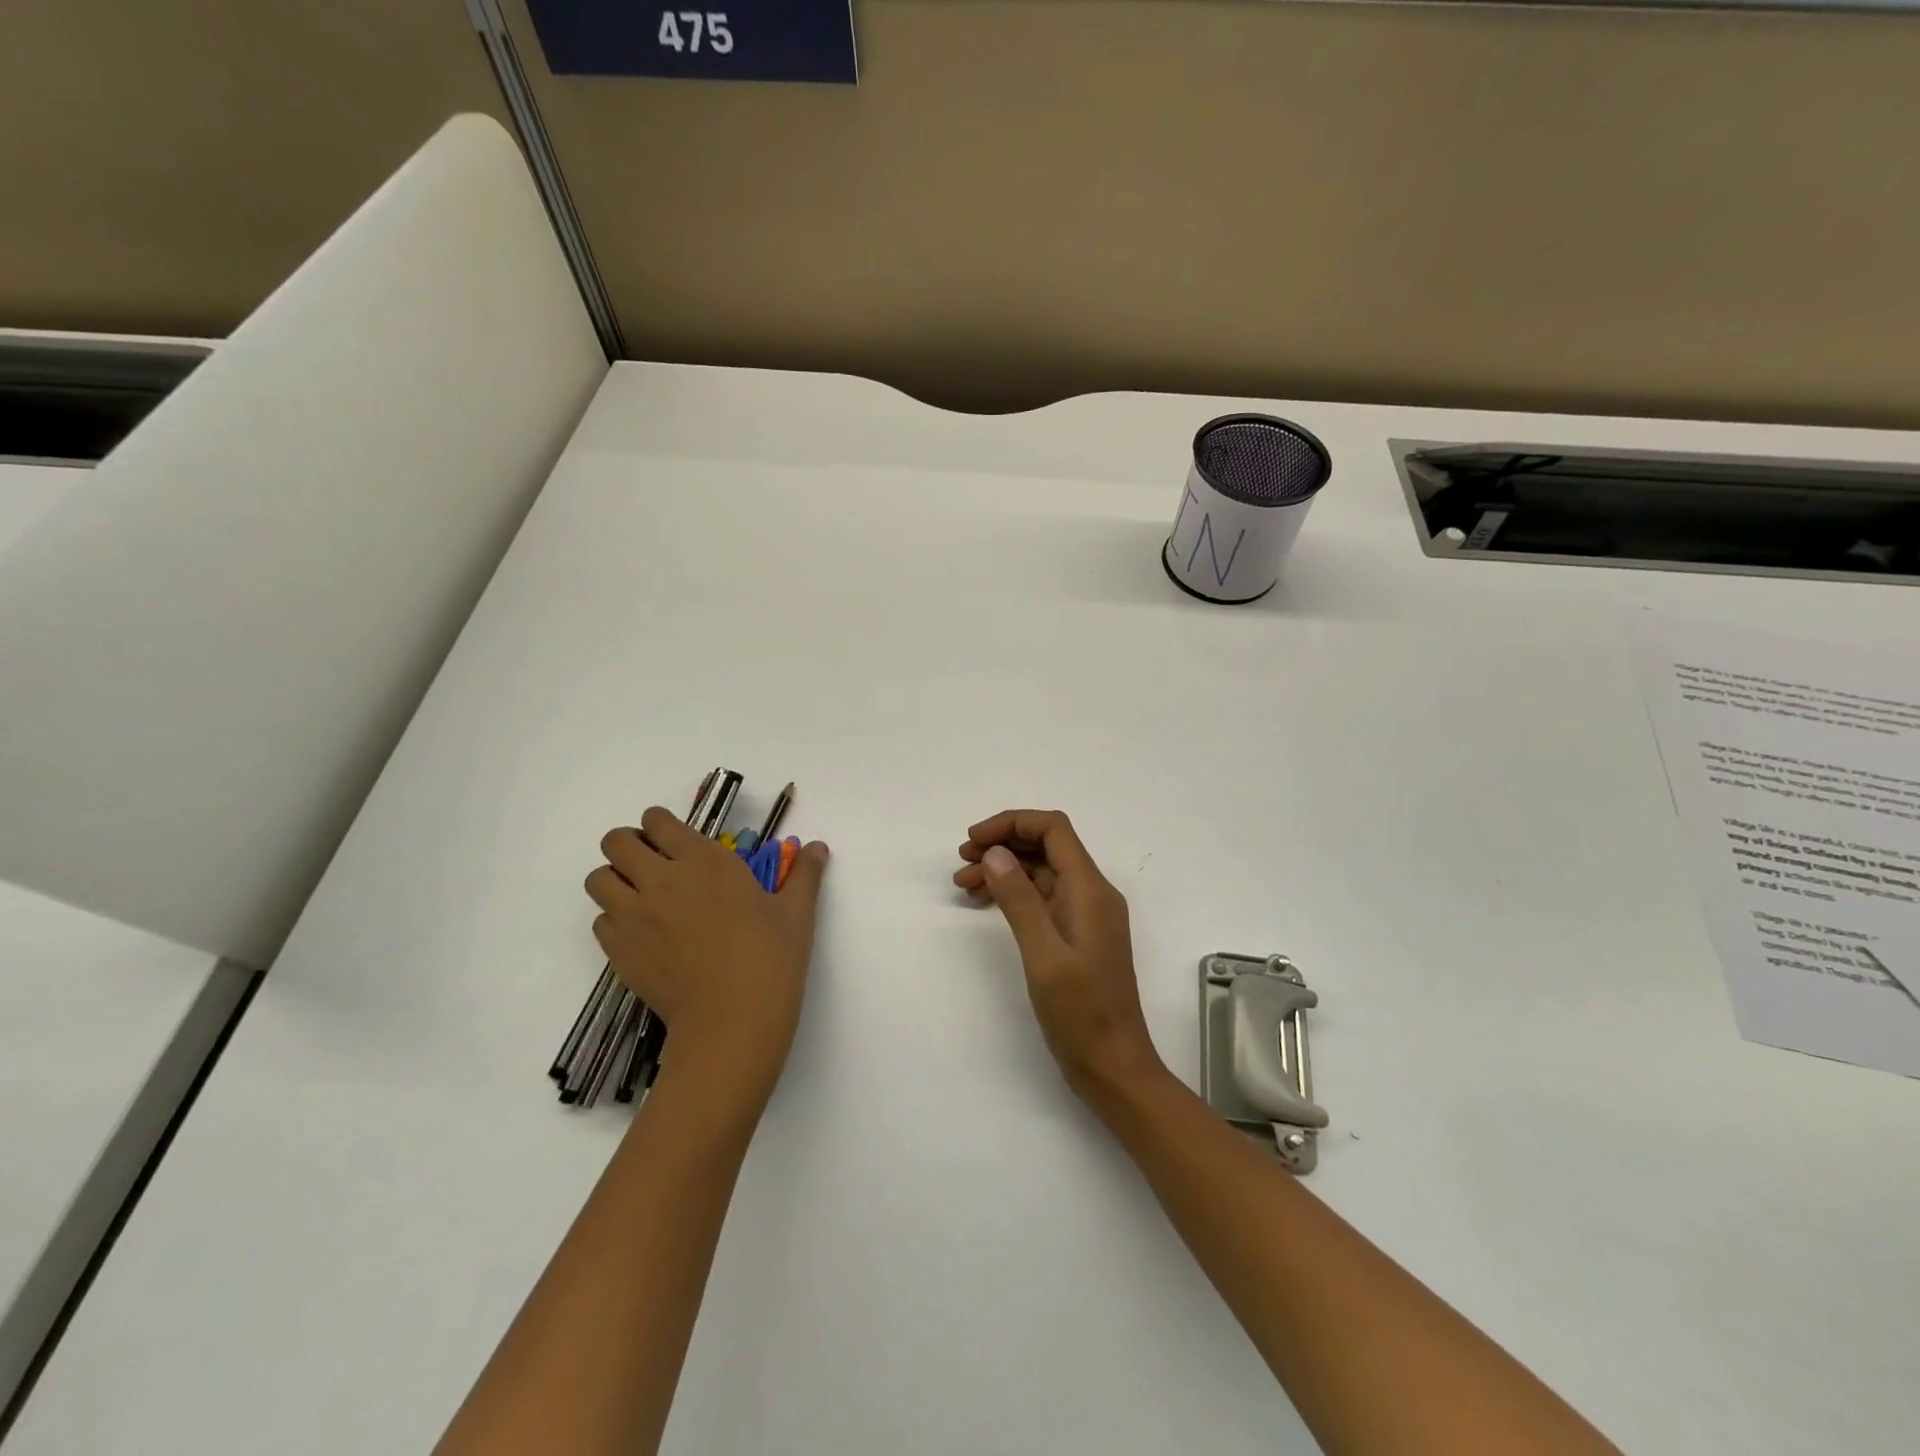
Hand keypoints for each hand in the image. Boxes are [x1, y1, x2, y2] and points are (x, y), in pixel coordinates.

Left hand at [586, 808, 828, 1101]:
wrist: (732, 1020)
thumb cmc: (771, 959)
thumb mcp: (796, 912)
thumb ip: (804, 874)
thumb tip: (818, 847)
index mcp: (704, 860)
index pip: (657, 821)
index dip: (661, 825)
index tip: (675, 840)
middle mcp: (660, 879)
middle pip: (616, 841)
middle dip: (629, 846)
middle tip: (653, 865)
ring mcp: (633, 915)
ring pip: (597, 879)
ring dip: (615, 881)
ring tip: (640, 898)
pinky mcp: (618, 950)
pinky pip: (600, 921)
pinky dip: (614, 920)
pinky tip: (642, 936)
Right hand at [955, 810, 1166, 1100]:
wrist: (1114, 1066)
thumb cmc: (1081, 1013)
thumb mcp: (1043, 955)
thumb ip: (1020, 900)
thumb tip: (996, 853)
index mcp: (1090, 889)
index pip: (1053, 830)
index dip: (1011, 823)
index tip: (973, 840)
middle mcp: (1092, 894)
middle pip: (1046, 847)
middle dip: (1003, 844)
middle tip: (961, 860)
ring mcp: (1086, 916)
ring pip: (1042, 873)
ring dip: (1004, 870)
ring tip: (963, 884)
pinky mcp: (1077, 936)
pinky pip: (1044, 899)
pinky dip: (1014, 894)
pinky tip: (986, 904)